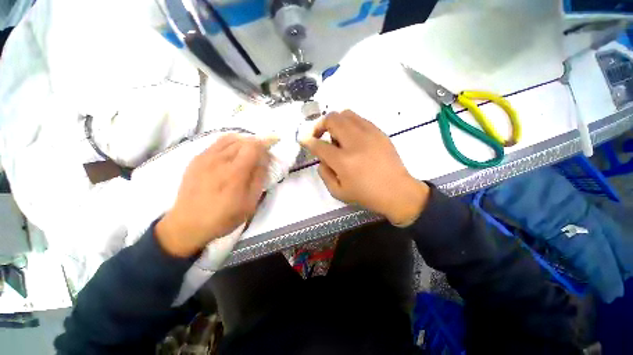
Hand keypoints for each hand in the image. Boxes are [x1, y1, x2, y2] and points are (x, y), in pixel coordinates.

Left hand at [156, 135, 270, 256]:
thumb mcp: (250, 203)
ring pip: (229, 138)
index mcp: (234, 173)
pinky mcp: (196, 159)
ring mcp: (205, 157)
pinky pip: (217, 143)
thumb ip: (259, 179)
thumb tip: (265, 160)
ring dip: (244, 141)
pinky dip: (230, 143)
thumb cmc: (224, 217)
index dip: (266, 141)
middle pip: (243, 140)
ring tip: (250, 151)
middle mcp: (219, 160)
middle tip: (263, 152)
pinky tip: (233, 153)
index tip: (275, 141)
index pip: (253, 146)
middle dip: (257, 143)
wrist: (187, 225)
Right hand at [301, 110, 429, 225]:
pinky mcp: (379, 132)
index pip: (319, 145)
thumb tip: (321, 159)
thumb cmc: (366, 195)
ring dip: (335, 122)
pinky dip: (350, 124)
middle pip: (332, 119)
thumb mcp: (338, 192)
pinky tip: (352, 137)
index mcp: (343, 161)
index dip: (308, 141)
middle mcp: (355, 143)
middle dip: (320, 125)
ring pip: (346, 114)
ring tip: (337, 136)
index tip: (304, 140)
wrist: (397, 191)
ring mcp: (369, 134)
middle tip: (320, 135)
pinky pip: (359, 119)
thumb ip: (324, 174)